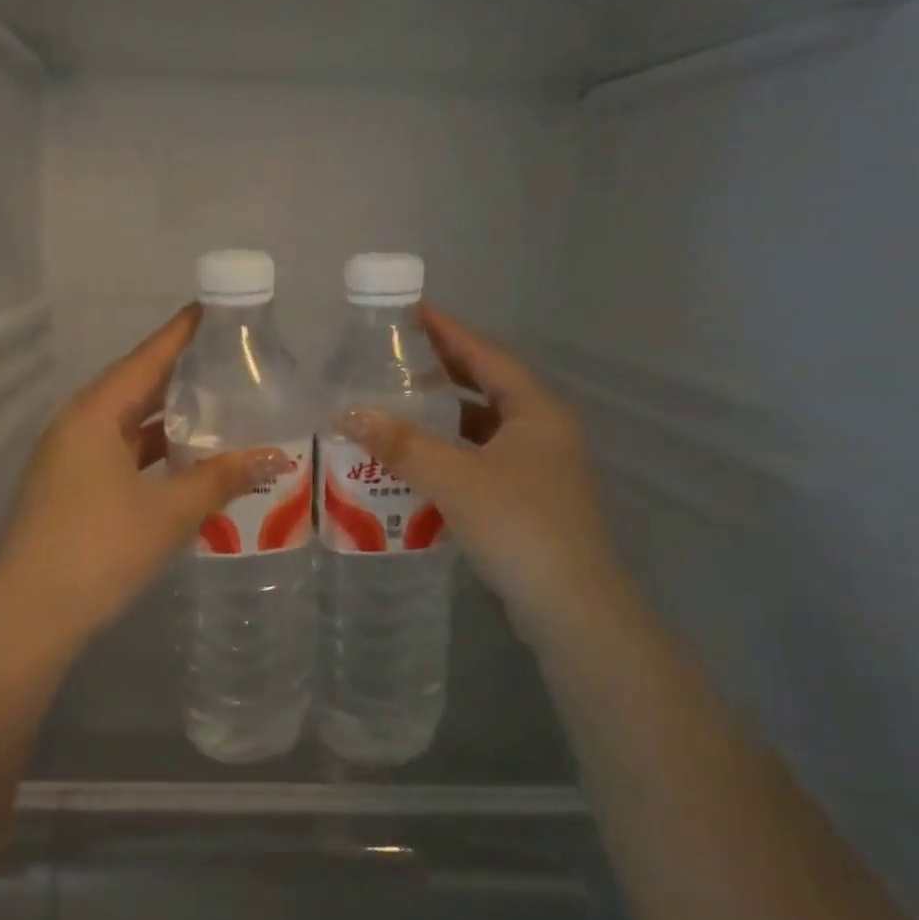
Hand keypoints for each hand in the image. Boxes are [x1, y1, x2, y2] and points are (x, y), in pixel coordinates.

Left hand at [0, 306, 287, 644]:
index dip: (181, 333)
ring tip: (216, 407)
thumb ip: (221, 478)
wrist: (29, 617)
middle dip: (180, 374)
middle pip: (135, 386)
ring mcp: (68, 458)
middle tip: (227, 359)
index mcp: (94, 415)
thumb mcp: (169, 512)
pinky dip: (152, 450)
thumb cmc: (100, 550)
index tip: (212, 310)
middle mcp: (76, 426)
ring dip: (167, 418)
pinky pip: (118, 452)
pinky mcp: (69, 488)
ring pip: (127, 424)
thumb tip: (273, 456)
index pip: (146, 359)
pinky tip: (184, 460)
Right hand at [342, 306, 623, 646]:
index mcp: (536, 411)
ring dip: (445, 417)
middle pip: (487, 387)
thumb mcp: (454, 478)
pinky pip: (482, 460)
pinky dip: (451, 454)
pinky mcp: (529, 500)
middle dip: (444, 371)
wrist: (571, 607)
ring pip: (484, 428)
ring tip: (399, 406)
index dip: (449, 332)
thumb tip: (347, 413)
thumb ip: (400, 444)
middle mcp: (543, 431)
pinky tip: (419, 462)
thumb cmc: (518, 525)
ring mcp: (540, 468)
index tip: (413, 312)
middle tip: (398, 357)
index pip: (487, 356)